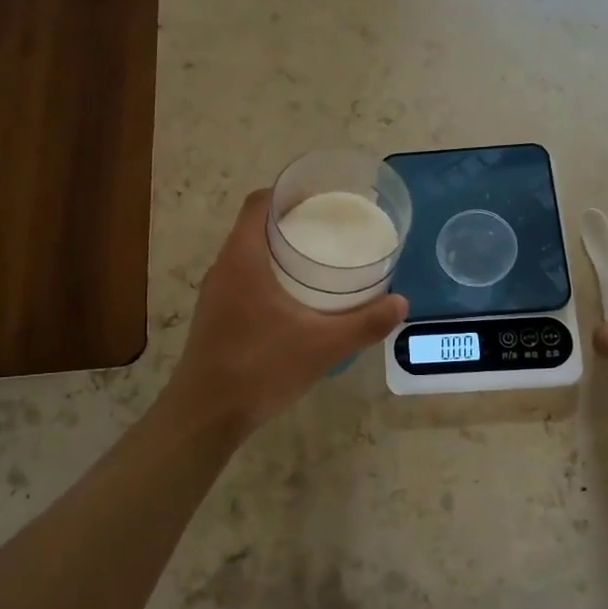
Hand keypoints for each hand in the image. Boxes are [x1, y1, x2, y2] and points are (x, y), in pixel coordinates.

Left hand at [168, 190, 407, 436]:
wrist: (206, 415)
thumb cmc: (260, 368)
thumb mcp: (322, 346)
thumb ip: (364, 323)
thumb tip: (401, 303)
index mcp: (242, 259)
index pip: (258, 203)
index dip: (288, 193)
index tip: (321, 197)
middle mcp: (224, 267)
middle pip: (255, 226)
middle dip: (292, 221)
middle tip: (331, 229)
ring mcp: (215, 293)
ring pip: (248, 254)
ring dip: (279, 250)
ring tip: (319, 259)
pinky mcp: (215, 315)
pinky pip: (243, 278)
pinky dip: (269, 275)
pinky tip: (296, 298)